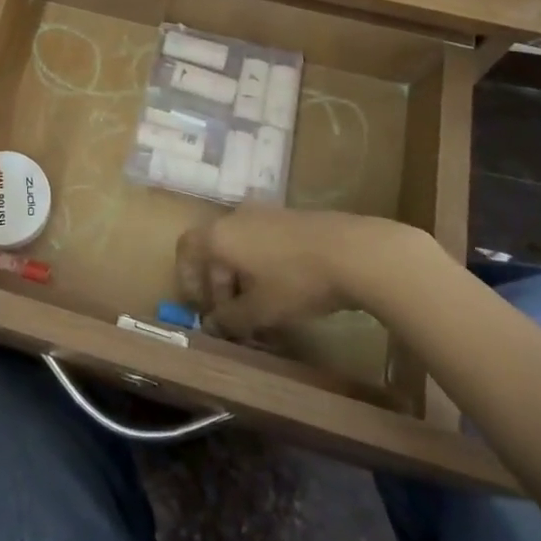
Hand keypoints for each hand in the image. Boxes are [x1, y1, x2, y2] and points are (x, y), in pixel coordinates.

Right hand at [176, 207, 437, 338]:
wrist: (354, 251)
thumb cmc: (296, 280)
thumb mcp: (260, 310)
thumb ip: (231, 319)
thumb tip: (212, 326)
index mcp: (219, 235)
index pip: (186, 249)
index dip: (187, 279)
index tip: (201, 308)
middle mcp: (236, 218)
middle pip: (215, 251)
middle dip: (220, 287)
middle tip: (235, 319)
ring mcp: (265, 214)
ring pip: (241, 248)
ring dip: (243, 279)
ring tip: (262, 311)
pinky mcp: (291, 218)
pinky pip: (263, 243)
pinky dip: (263, 267)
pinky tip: (284, 293)